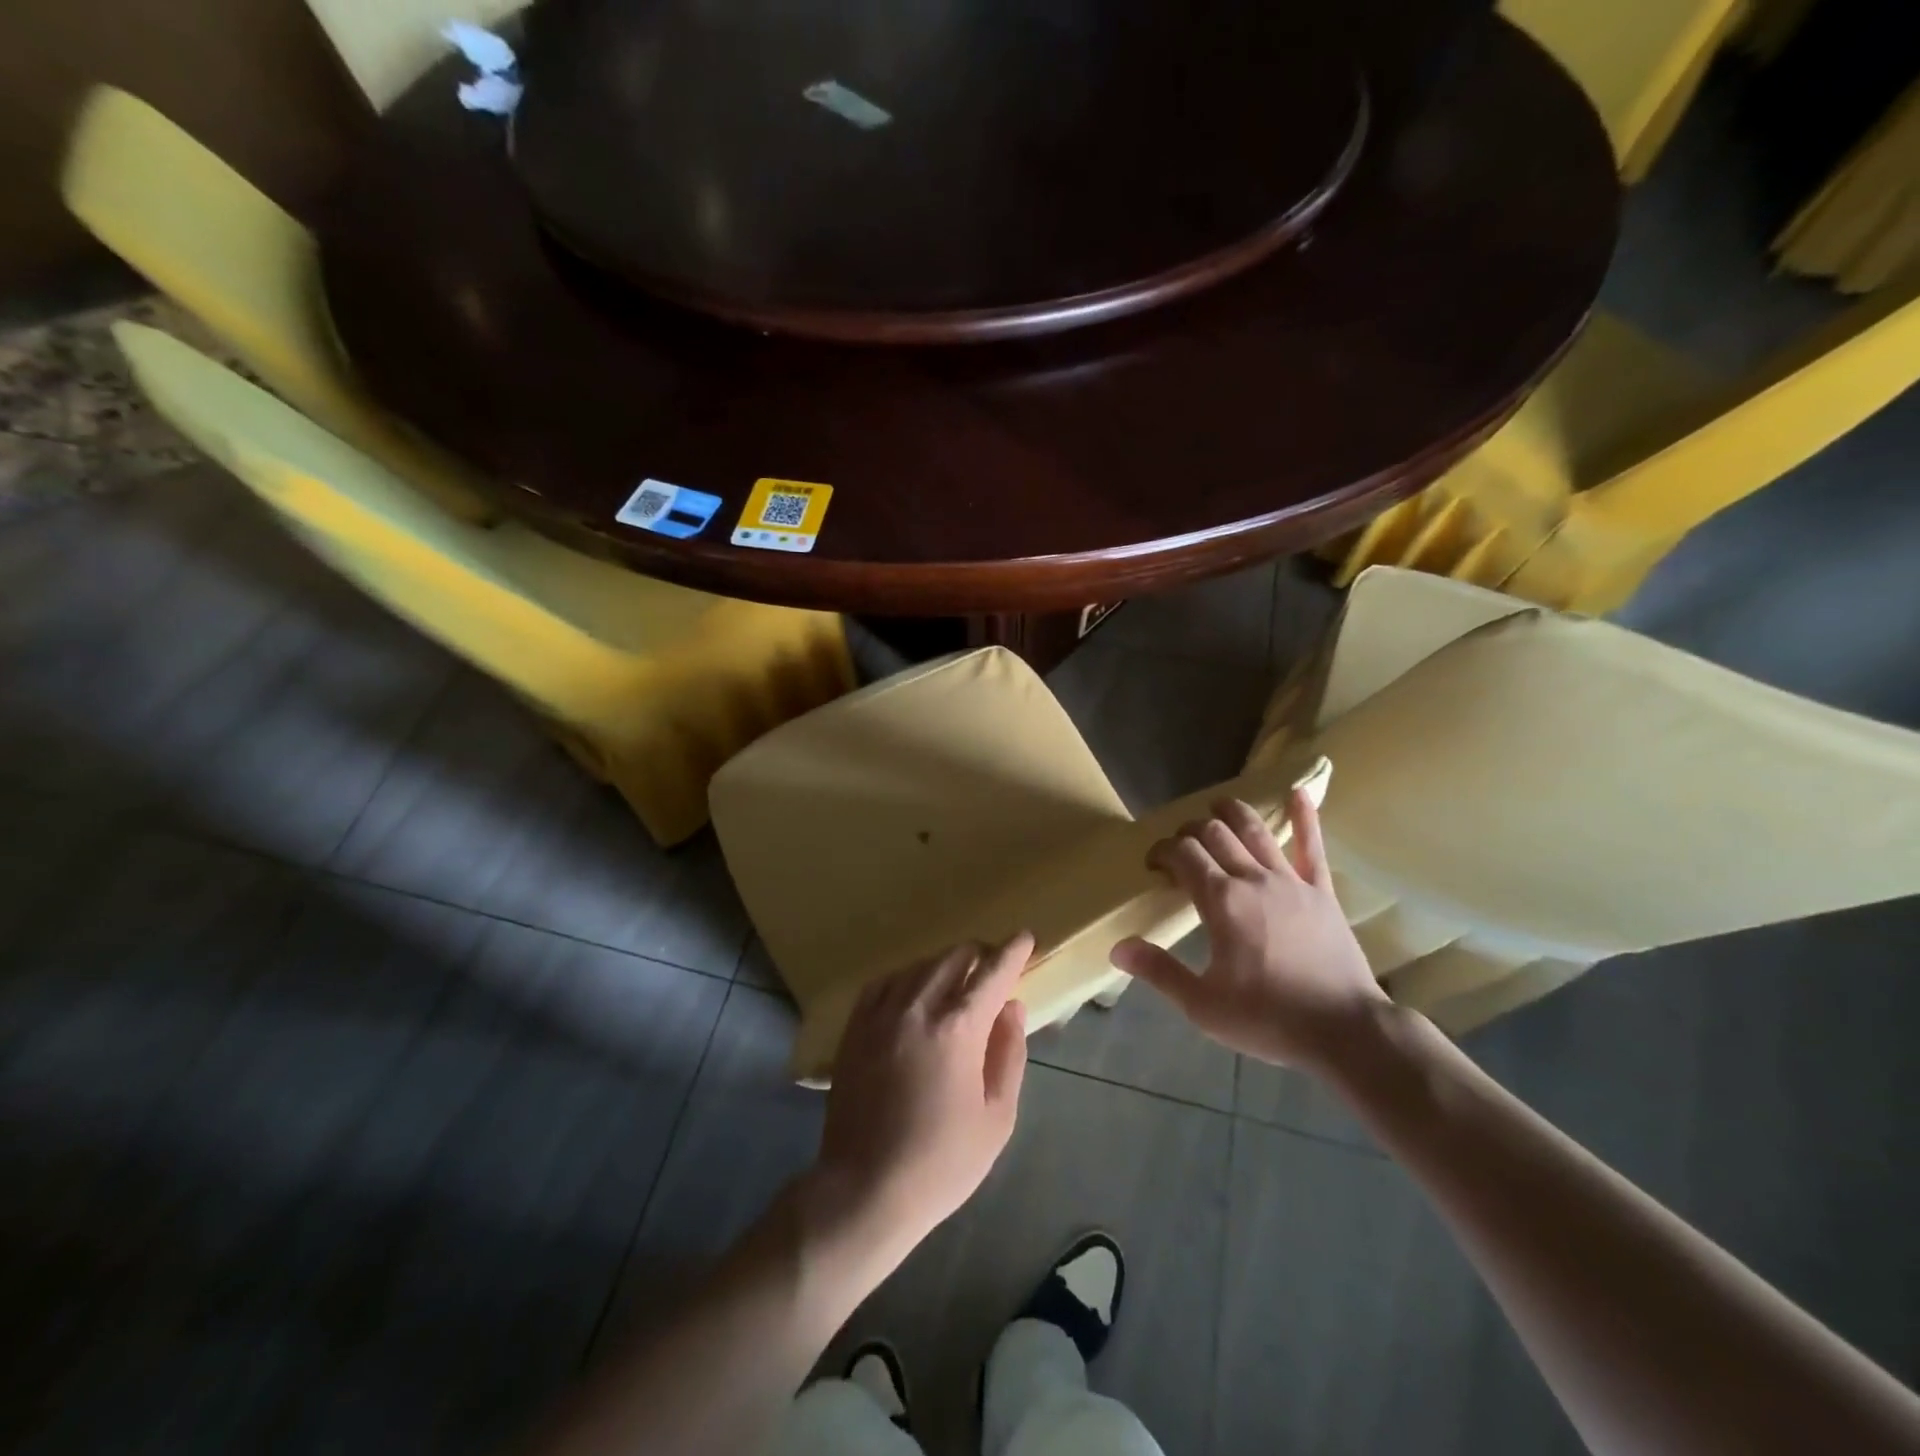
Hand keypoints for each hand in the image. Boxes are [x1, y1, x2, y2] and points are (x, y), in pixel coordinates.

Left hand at [812, 935, 1031, 1255]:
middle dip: (979, 954)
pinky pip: (884, 983)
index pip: (991, 972)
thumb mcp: (997, 1117)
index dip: (1012, 952)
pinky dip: (906, 977)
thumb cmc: (942, 1161)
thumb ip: (1009, 1054)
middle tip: (993, 967)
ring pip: (918, 966)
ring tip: (957, 979)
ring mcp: (881, 1015)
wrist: (865, 1189)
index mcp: (958, 1029)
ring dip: (944, 964)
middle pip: (953, 958)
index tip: (1025, 938)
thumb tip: (1012, 1007)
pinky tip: (913, 990)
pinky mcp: (855, 1028)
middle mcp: (918, 1008)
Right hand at [1110, 788, 1385, 1073]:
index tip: (1153, 864)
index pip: (1183, 855)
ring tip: (1217, 805)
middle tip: (1180, 845)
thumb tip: (1118, 947)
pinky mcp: (1322, 892)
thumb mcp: (1203, 1005)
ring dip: (1232, 812)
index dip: (1163, 851)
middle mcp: (1253, 879)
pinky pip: (1313, 847)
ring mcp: (1292, 881)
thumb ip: (1159, 971)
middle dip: (1190, 831)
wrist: (1346, 1031)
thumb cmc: (1269, 1019)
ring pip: (1255, 831)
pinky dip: (1305, 817)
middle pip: (1215, 834)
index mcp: (1221, 901)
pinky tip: (1298, 792)